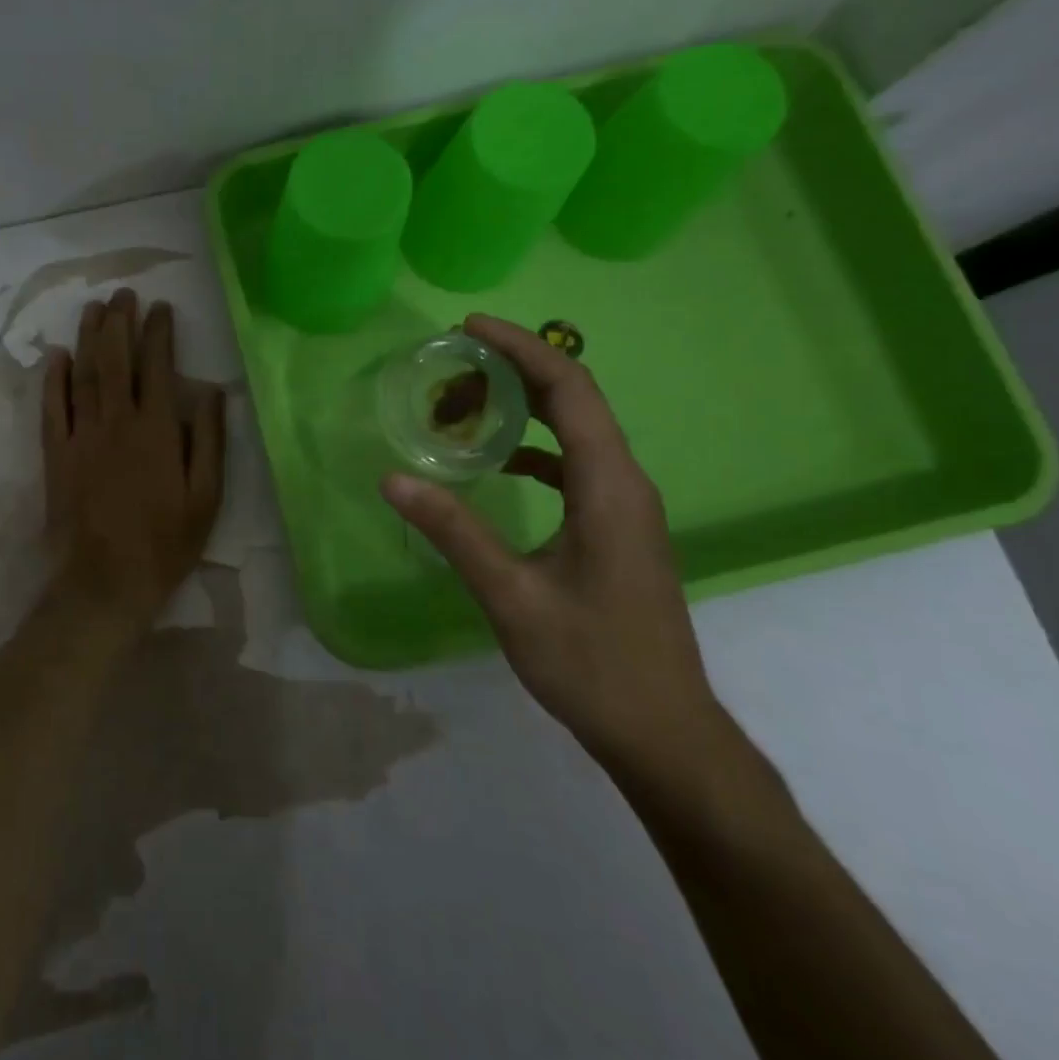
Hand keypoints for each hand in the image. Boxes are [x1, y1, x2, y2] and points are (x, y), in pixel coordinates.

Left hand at [44, 290, 225, 625]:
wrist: (106, 582)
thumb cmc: (165, 543)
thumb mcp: (206, 497)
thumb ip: (208, 441)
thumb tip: (211, 392)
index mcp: (156, 430)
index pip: (157, 367)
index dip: (158, 333)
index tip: (161, 308)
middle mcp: (116, 422)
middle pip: (115, 360)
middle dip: (120, 322)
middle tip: (123, 294)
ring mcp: (81, 436)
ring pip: (83, 375)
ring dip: (88, 338)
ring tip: (94, 309)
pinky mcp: (56, 455)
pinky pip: (52, 408)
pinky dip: (54, 379)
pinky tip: (57, 356)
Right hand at [382, 315, 731, 778]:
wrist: (664, 732)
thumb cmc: (592, 663)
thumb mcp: (511, 596)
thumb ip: (453, 532)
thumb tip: (394, 478)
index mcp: (608, 487)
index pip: (570, 390)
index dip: (522, 348)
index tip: (470, 327)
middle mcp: (625, 483)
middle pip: (575, 399)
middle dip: (515, 370)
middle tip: (454, 365)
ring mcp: (625, 507)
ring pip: (576, 430)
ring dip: (524, 408)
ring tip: (465, 405)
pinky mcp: (617, 528)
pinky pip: (575, 463)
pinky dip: (534, 446)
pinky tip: (498, 462)